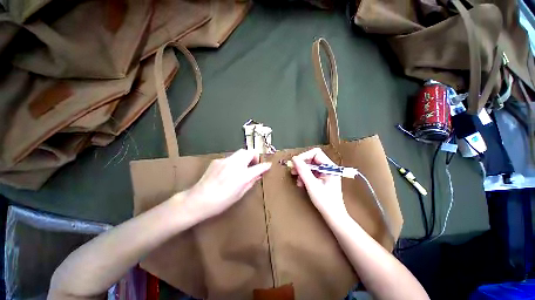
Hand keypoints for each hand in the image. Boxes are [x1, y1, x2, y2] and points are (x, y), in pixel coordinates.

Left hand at [185, 149, 271, 221]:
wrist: (198, 200)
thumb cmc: (221, 202)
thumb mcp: (239, 194)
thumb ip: (250, 182)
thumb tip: (257, 175)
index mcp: (242, 176)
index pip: (258, 167)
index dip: (265, 166)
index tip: (268, 165)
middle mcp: (235, 165)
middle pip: (249, 151)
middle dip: (254, 156)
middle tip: (253, 164)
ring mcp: (225, 161)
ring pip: (239, 152)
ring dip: (244, 158)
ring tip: (242, 167)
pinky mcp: (217, 160)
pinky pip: (230, 157)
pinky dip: (234, 161)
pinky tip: (229, 170)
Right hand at [291, 148, 346, 217]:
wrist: (333, 215)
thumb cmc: (325, 201)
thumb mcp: (311, 184)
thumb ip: (303, 170)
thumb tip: (294, 159)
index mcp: (330, 167)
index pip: (316, 153)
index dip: (304, 156)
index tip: (295, 163)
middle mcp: (328, 167)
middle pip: (312, 159)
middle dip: (301, 164)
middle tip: (293, 171)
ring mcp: (325, 173)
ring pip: (310, 166)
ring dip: (302, 171)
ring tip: (298, 180)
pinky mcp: (322, 178)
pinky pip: (311, 172)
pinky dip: (305, 176)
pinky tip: (301, 183)